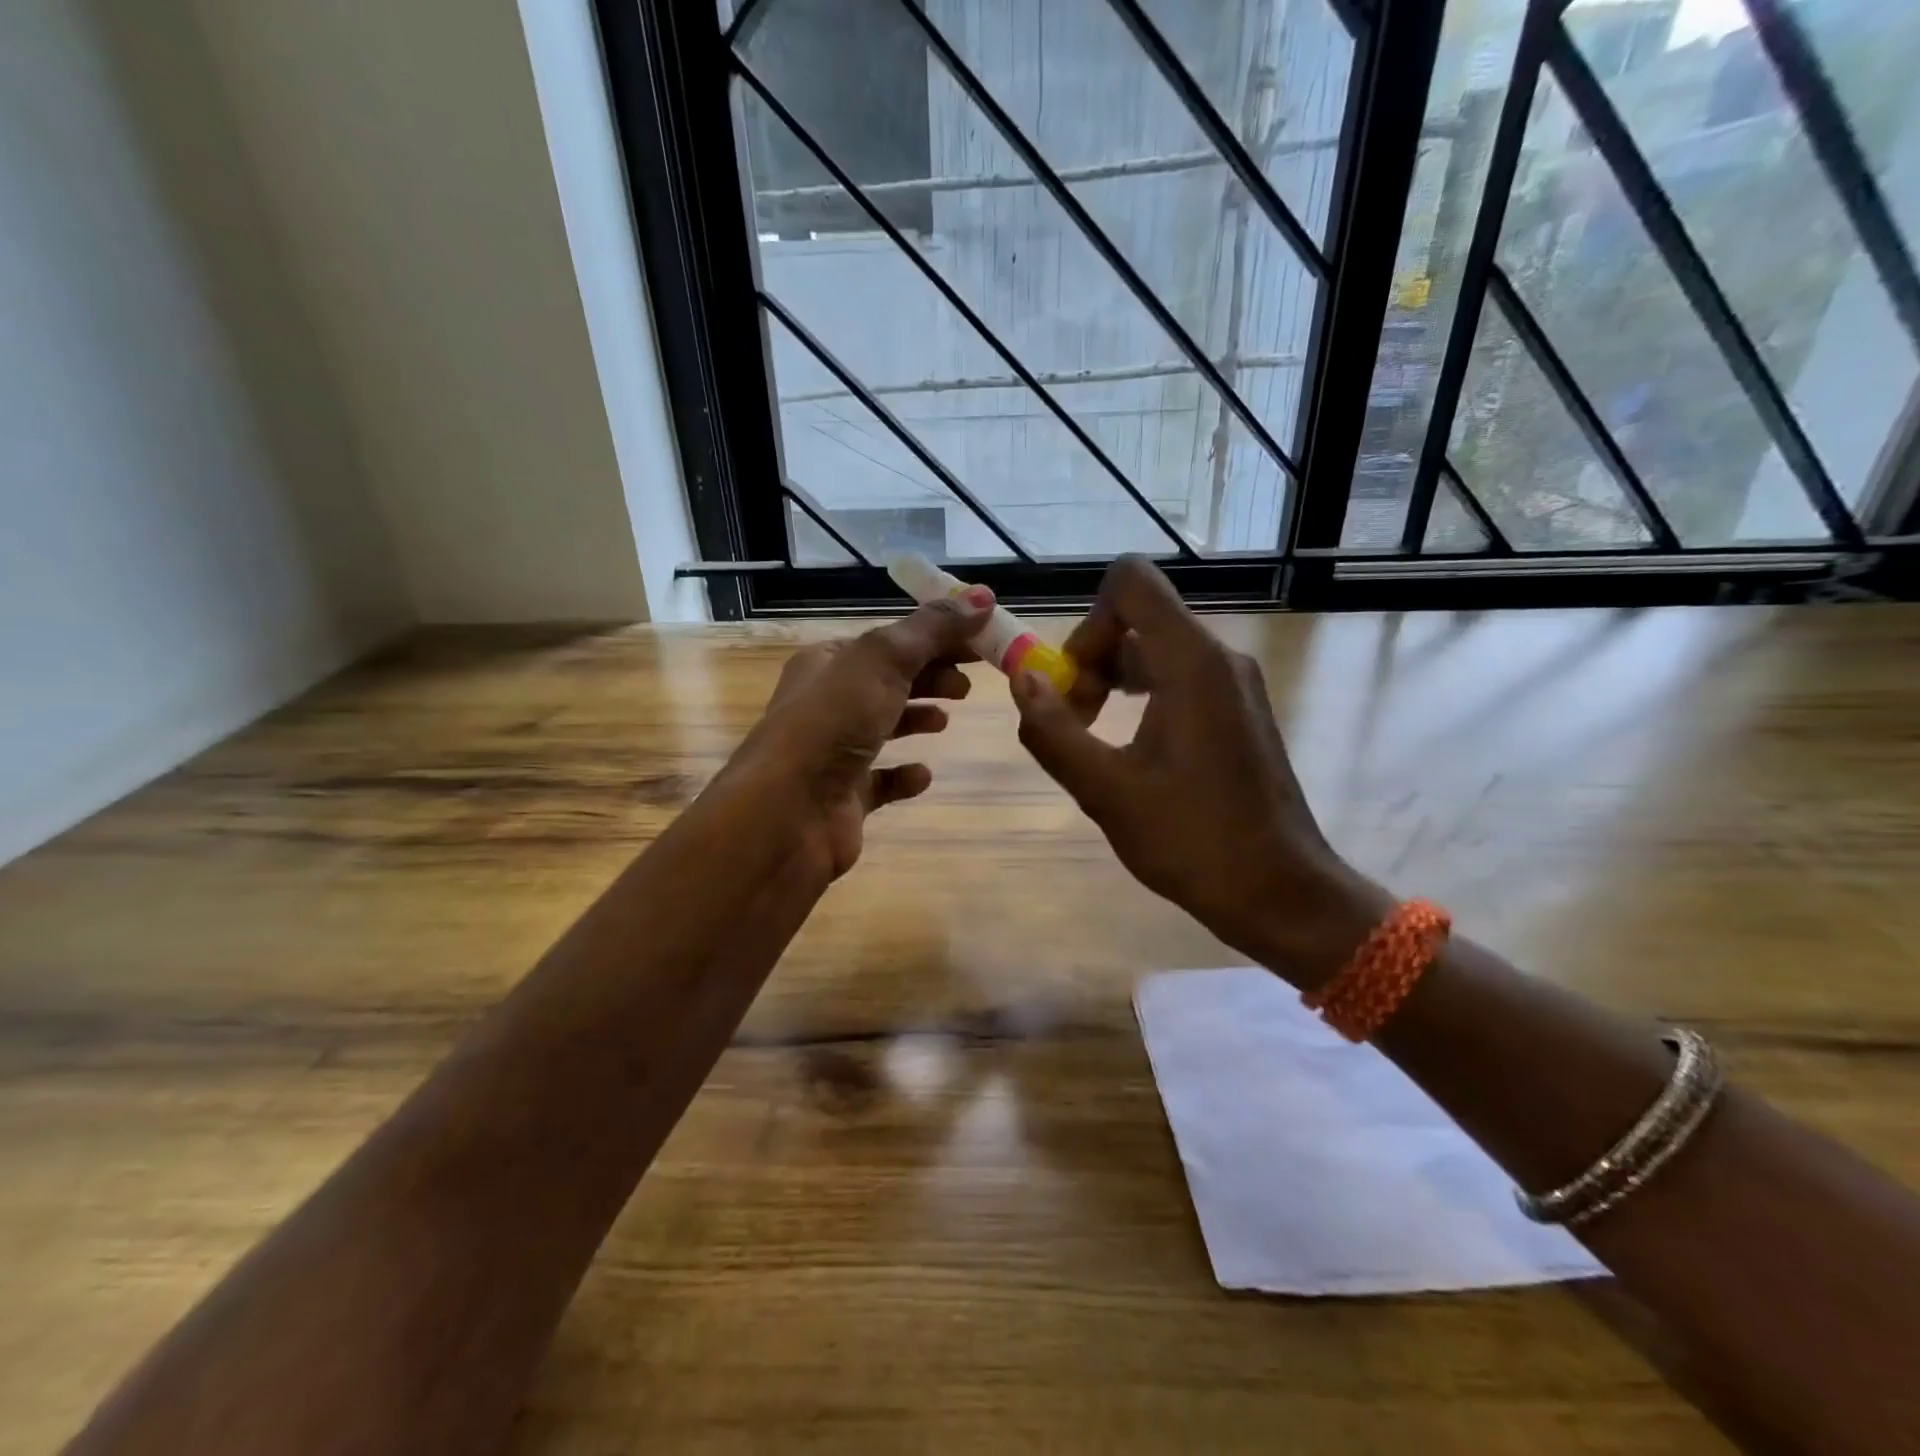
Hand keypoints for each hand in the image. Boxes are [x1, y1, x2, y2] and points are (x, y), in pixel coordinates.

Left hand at [728, 588, 993, 881]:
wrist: (787, 813)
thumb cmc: (832, 723)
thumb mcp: (884, 661)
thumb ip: (933, 629)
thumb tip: (984, 595)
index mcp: (828, 662)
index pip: (890, 642)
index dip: (936, 638)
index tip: (980, 642)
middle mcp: (826, 703)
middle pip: (889, 681)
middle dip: (930, 676)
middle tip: (969, 684)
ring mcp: (833, 753)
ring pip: (883, 726)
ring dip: (916, 718)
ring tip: (947, 721)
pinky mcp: (845, 797)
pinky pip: (880, 781)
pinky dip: (903, 774)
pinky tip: (923, 775)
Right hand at [1011, 557, 1388, 987]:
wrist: (1280, 892)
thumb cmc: (1192, 841)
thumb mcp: (1106, 791)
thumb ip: (1055, 731)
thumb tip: (1021, 680)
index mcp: (1191, 663)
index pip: (1131, 582)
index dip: (1088, 620)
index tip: (1073, 682)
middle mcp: (1219, 659)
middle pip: (1140, 619)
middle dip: (1093, 660)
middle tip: (1075, 724)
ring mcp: (1235, 685)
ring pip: (1158, 651)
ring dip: (1114, 683)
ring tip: (1095, 743)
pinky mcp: (1240, 712)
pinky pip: (1180, 679)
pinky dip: (1144, 699)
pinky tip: (1131, 754)